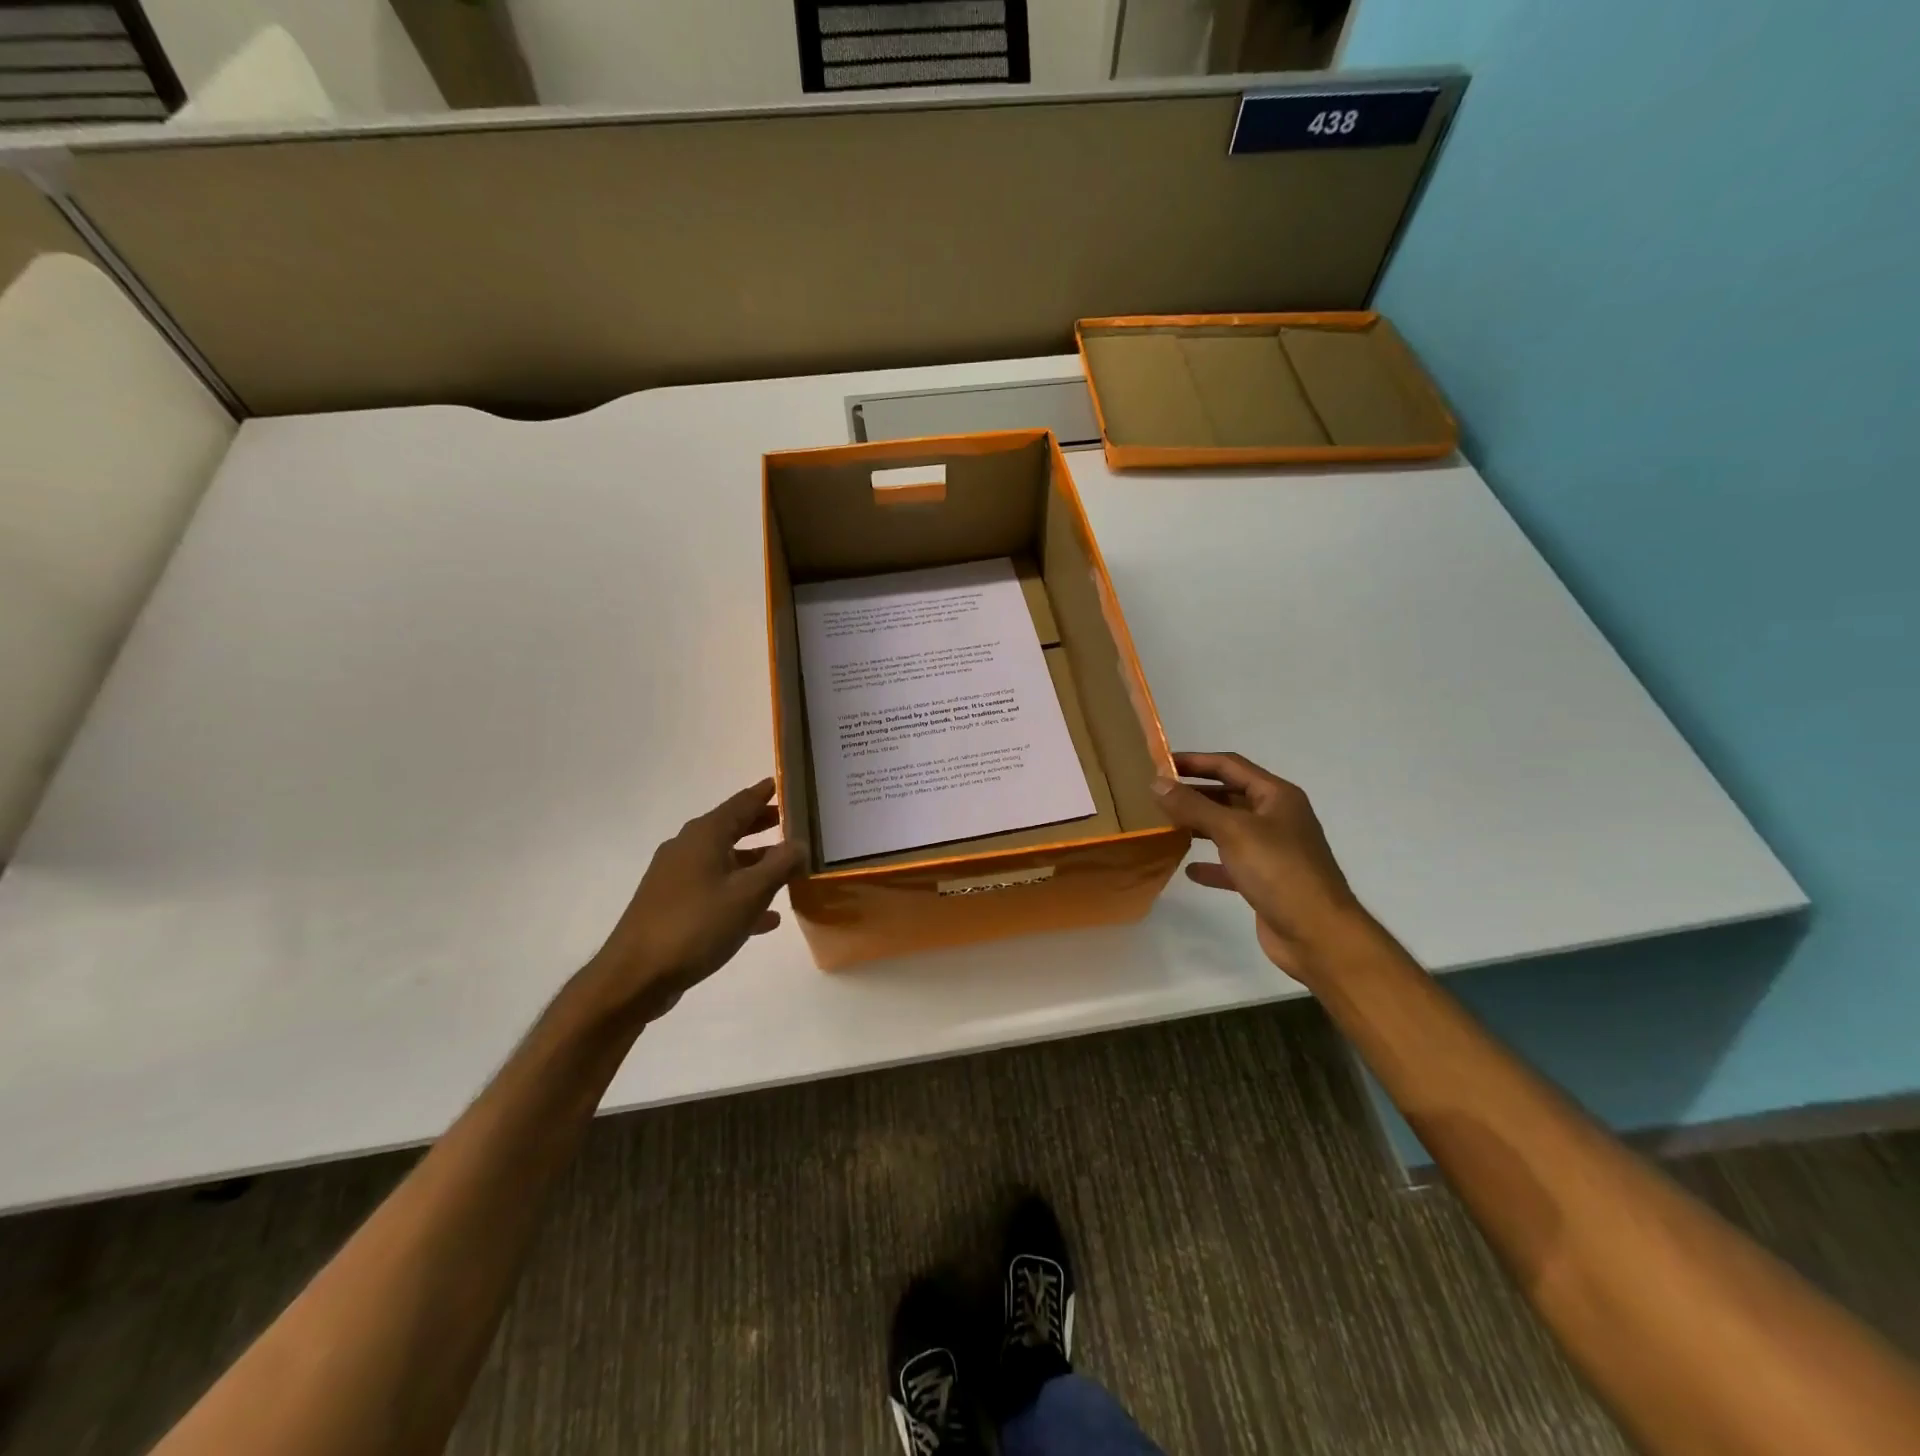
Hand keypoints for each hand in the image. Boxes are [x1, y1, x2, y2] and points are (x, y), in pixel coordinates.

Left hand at [586, 778, 801, 1022]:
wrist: (636, 976)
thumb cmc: (696, 925)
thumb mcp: (749, 894)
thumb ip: (780, 865)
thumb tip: (800, 843)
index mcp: (704, 836)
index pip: (741, 803)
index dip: (763, 794)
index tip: (782, 783)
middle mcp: (687, 849)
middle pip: (731, 829)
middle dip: (761, 826)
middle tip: (791, 823)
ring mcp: (676, 878)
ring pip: (724, 862)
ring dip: (754, 864)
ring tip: (786, 870)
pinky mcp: (672, 906)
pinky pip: (715, 890)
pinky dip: (740, 894)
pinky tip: (765, 917)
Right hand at [1153, 752, 1369, 979]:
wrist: (1318, 935)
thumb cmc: (1279, 872)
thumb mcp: (1233, 831)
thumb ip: (1193, 806)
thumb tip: (1156, 783)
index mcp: (1276, 796)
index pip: (1230, 765)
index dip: (1195, 761)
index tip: (1160, 764)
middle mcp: (1276, 818)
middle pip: (1229, 795)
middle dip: (1195, 793)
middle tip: (1156, 795)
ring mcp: (1273, 850)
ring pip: (1228, 829)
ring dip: (1199, 826)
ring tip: (1165, 825)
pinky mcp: (1266, 880)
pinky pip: (1231, 864)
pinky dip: (1211, 864)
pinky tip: (1188, 869)